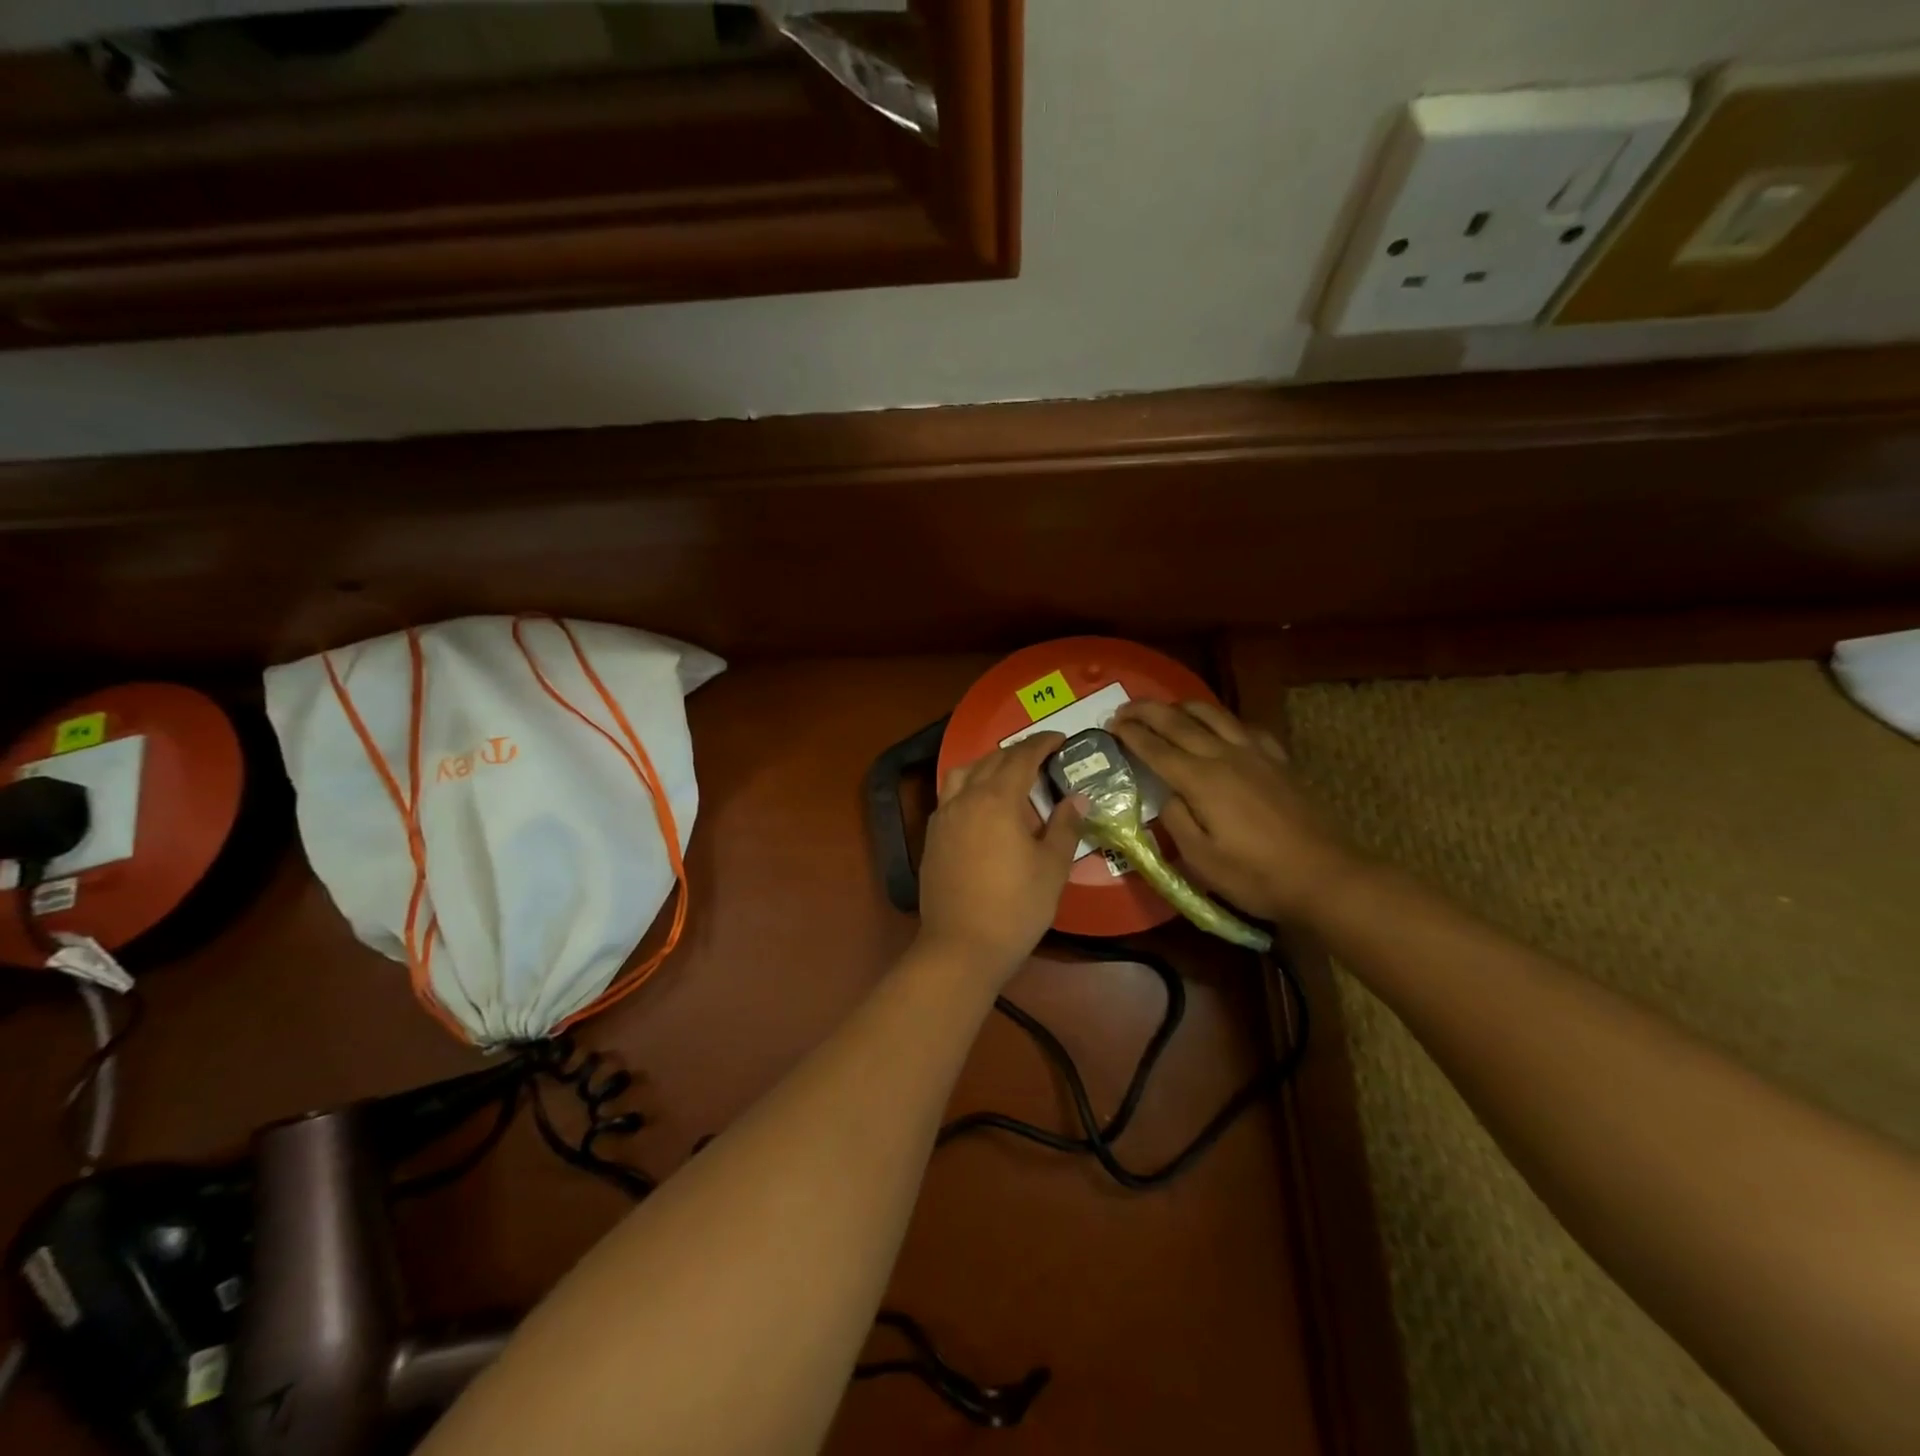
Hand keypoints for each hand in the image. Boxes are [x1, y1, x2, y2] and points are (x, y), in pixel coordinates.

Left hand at [916, 733, 1084, 981]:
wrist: (961, 946)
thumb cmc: (1016, 907)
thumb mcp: (1051, 867)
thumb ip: (1064, 827)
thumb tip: (1078, 799)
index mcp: (997, 799)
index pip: (1021, 757)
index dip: (1042, 744)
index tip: (1060, 739)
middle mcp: (965, 799)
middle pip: (990, 761)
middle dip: (1017, 752)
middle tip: (1041, 757)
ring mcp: (943, 817)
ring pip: (962, 774)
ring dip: (986, 765)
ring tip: (1006, 775)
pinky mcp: (932, 837)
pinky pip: (949, 796)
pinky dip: (968, 787)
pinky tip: (980, 806)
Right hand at [1110, 700, 1359, 923]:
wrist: (1325, 875)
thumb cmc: (1256, 875)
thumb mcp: (1201, 860)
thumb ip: (1176, 821)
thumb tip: (1168, 795)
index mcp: (1201, 780)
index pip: (1156, 748)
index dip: (1130, 734)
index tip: (1110, 725)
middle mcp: (1225, 756)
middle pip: (1179, 722)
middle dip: (1147, 711)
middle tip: (1124, 708)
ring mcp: (1256, 754)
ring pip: (1213, 714)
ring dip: (1183, 706)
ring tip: (1166, 708)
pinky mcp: (1278, 761)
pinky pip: (1245, 727)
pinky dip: (1223, 720)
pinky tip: (1221, 728)